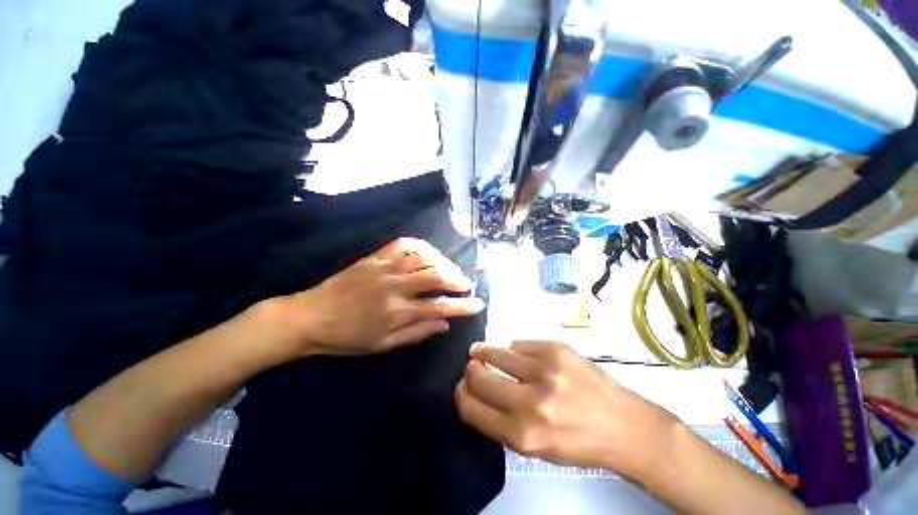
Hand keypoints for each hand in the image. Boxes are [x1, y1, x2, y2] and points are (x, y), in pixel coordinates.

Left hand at [278, 238, 484, 355]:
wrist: (310, 317)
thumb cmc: (346, 338)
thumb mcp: (383, 345)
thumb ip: (416, 333)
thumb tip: (445, 324)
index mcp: (397, 313)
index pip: (440, 307)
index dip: (463, 306)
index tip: (478, 304)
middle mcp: (395, 287)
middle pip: (436, 276)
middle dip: (457, 279)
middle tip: (466, 284)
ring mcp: (385, 268)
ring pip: (423, 258)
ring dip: (443, 262)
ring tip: (449, 270)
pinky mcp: (375, 257)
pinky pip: (403, 244)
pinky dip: (421, 246)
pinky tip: (428, 253)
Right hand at [455, 341, 679, 479]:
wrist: (624, 426)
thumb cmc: (576, 441)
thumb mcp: (534, 447)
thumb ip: (500, 420)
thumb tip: (475, 389)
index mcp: (521, 434)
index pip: (470, 406)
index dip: (461, 393)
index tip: (463, 386)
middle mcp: (530, 402)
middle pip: (477, 376)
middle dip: (471, 370)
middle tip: (473, 366)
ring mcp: (544, 370)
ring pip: (495, 352)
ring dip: (485, 352)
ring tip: (483, 351)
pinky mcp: (555, 348)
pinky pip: (518, 343)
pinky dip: (514, 349)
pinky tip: (521, 356)